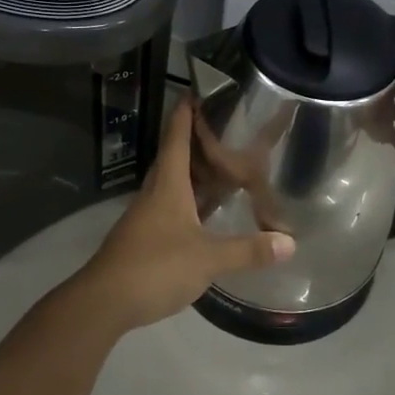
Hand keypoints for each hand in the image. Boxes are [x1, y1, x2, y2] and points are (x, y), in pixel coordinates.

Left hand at [72, 98, 296, 332]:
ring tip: (223, 168)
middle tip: (225, 132)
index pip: (176, 139)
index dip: (185, 114)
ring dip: (195, 175)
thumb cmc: (155, 266)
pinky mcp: (144, 239)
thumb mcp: (207, 259)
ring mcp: (147, 217)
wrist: (104, 301)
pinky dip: (190, 203)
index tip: (196, 92)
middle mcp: (155, 194)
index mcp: (168, 185)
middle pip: (175, 159)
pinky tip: (206, 214)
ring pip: (173, 185)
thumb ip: (248, 250)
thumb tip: (290, 242)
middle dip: (197, 143)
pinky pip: (171, 209)